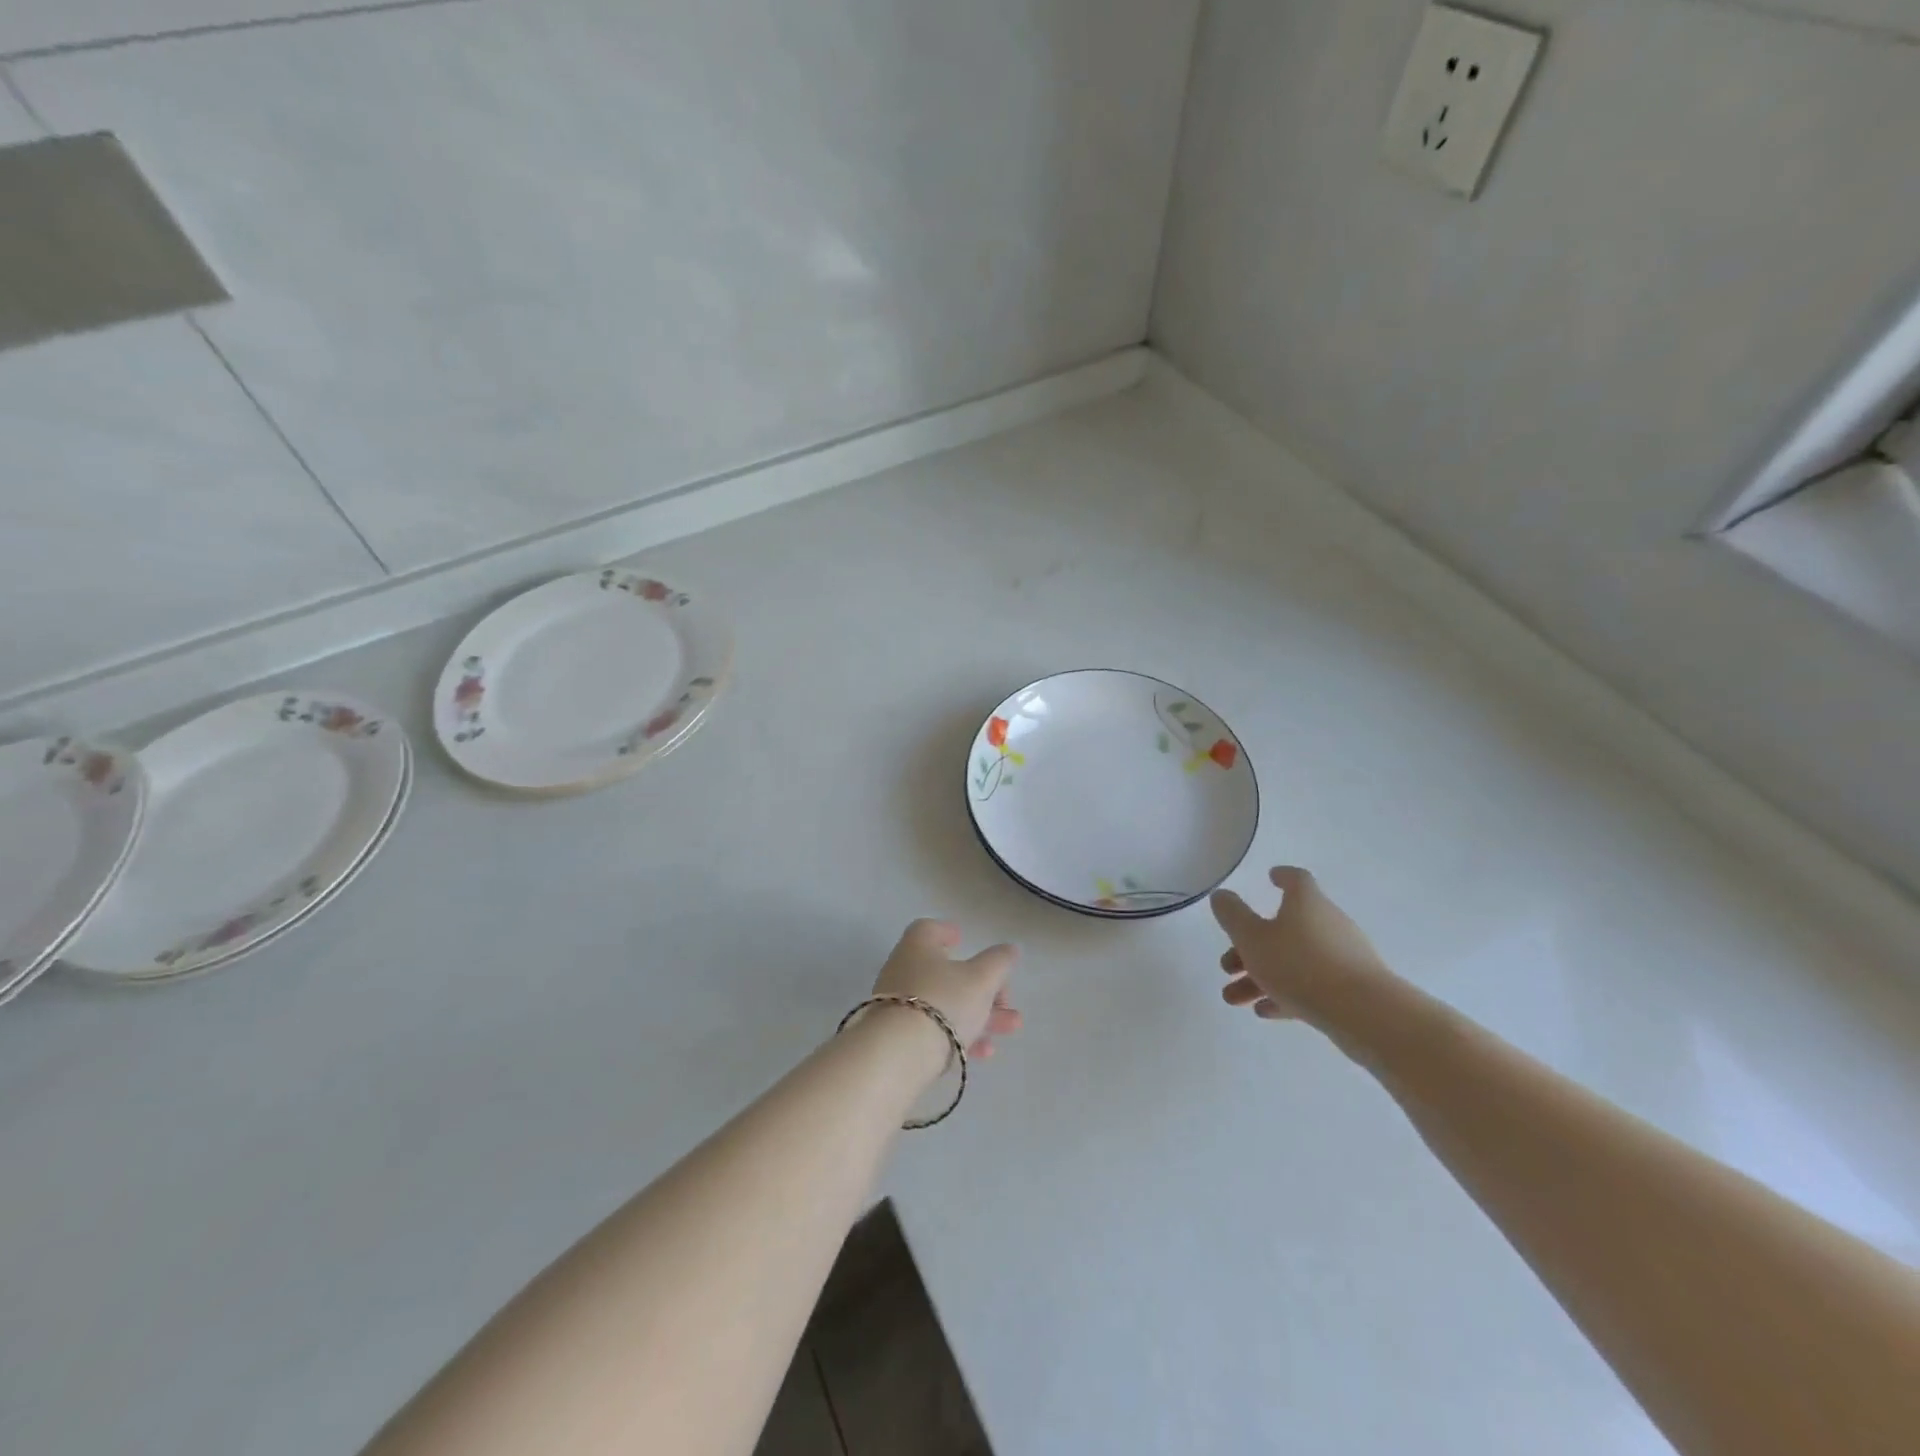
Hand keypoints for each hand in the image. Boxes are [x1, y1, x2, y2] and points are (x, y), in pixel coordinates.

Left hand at [871, 919, 1021, 1058]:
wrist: (899, 1055)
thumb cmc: (943, 1001)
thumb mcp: (981, 979)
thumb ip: (998, 962)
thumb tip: (1009, 949)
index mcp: (917, 947)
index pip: (928, 929)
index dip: (946, 932)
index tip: (963, 940)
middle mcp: (902, 971)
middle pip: (945, 973)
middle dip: (981, 987)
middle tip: (1006, 1000)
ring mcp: (898, 1006)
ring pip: (944, 1004)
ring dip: (979, 1014)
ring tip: (1010, 1027)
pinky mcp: (898, 1038)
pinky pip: (934, 1030)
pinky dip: (959, 1035)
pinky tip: (984, 1052)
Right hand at [1212, 866, 1389, 1023]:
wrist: (1365, 1014)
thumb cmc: (1301, 965)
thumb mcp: (1252, 938)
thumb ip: (1232, 915)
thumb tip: (1222, 895)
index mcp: (1307, 902)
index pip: (1296, 879)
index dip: (1282, 876)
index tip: (1270, 878)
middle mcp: (1328, 923)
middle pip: (1286, 926)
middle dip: (1252, 946)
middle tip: (1227, 965)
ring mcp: (1343, 956)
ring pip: (1295, 959)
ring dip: (1262, 975)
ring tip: (1235, 999)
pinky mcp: (1352, 988)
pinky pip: (1312, 984)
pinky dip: (1286, 992)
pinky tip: (1265, 1010)